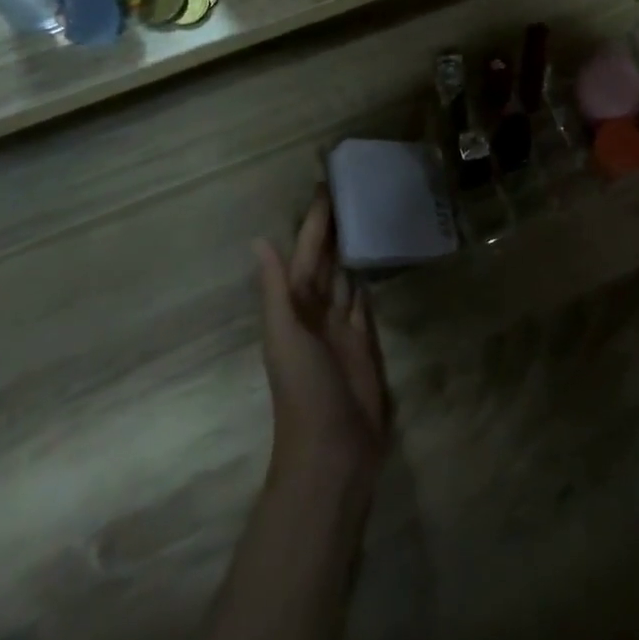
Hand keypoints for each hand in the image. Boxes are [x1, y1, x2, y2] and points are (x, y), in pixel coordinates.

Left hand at [254, 193, 387, 485]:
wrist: (332, 454)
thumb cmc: (304, 392)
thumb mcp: (284, 337)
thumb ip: (276, 289)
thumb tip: (259, 241)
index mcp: (295, 306)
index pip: (306, 252)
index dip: (314, 221)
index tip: (328, 185)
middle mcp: (317, 310)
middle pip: (327, 260)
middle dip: (335, 227)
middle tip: (355, 188)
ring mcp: (342, 327)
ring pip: (347, 277)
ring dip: (353, 248)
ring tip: (369, 212)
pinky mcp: (365, 342)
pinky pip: (365, 302)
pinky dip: (368, 280)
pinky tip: (378, 259)